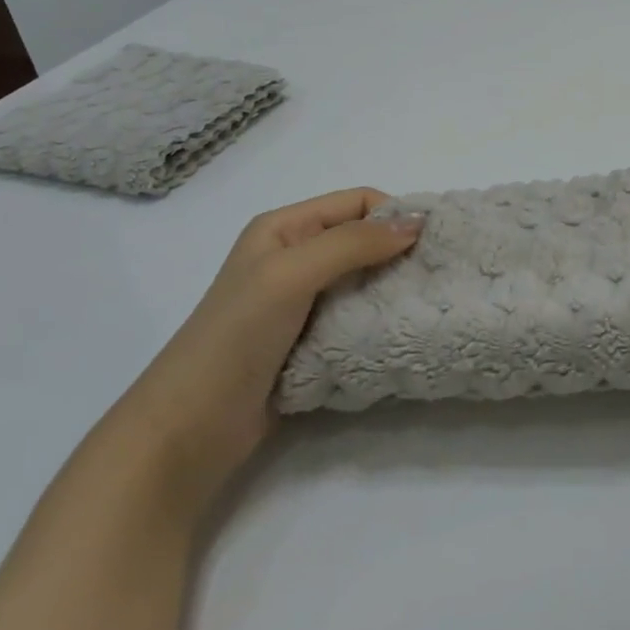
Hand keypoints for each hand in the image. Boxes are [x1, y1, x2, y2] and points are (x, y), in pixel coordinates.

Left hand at [120, 189, 423, 502]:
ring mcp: (303, 301)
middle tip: (438, 274)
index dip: (395, 214)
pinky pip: (358, 316)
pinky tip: (401, 330)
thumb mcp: (291, 275)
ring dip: (394, 287)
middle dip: (401, 251)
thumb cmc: (236, 337)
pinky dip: (381, 319)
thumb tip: (417, 222)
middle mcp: (295, 257)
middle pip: (363, 239)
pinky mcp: (312, 339)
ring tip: (427, 303)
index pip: (357, 202)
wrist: (191, 427)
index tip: (433, 243)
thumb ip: (353, 244)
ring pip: (365, 279)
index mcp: (284, 228)